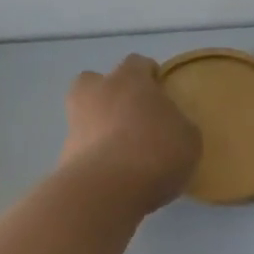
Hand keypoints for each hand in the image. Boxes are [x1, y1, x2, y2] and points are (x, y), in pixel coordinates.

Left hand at [58, 56, 201, 213]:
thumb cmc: (156, 151)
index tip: (161, 92)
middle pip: (98, 82)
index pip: (138, 63)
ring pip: (87, 114)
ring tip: (124, 151)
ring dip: (101, 125)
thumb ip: (177, 124)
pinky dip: (95, 154)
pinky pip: (84, 146)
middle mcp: (96, 92)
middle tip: (133, 116)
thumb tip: (169, 125)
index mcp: (129, 79)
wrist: (107, 189)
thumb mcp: (188, 137)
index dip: (150, 76)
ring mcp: (75, 122)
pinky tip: (115, 174)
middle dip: (111, 94)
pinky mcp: (64, 153)